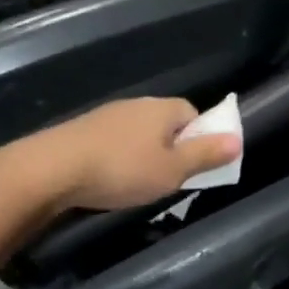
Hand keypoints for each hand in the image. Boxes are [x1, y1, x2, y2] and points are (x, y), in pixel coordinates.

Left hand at [13, 97, 240, 211]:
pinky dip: (118, 158)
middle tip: (169, 179)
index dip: (200, 138)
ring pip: (138, 133)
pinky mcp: (82, 130)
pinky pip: (114, 141)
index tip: (195, 165)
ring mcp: (107, 115)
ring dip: (143, 154)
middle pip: (166, 123)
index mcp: (163, 108)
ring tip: (138, 183)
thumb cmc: (122, 170)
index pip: (194, 113)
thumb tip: (237, 139)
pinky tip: (110, 178)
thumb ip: (205, 155)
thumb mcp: (172, 170)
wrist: (51, 169)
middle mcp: (136, 104)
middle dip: (172, 148)